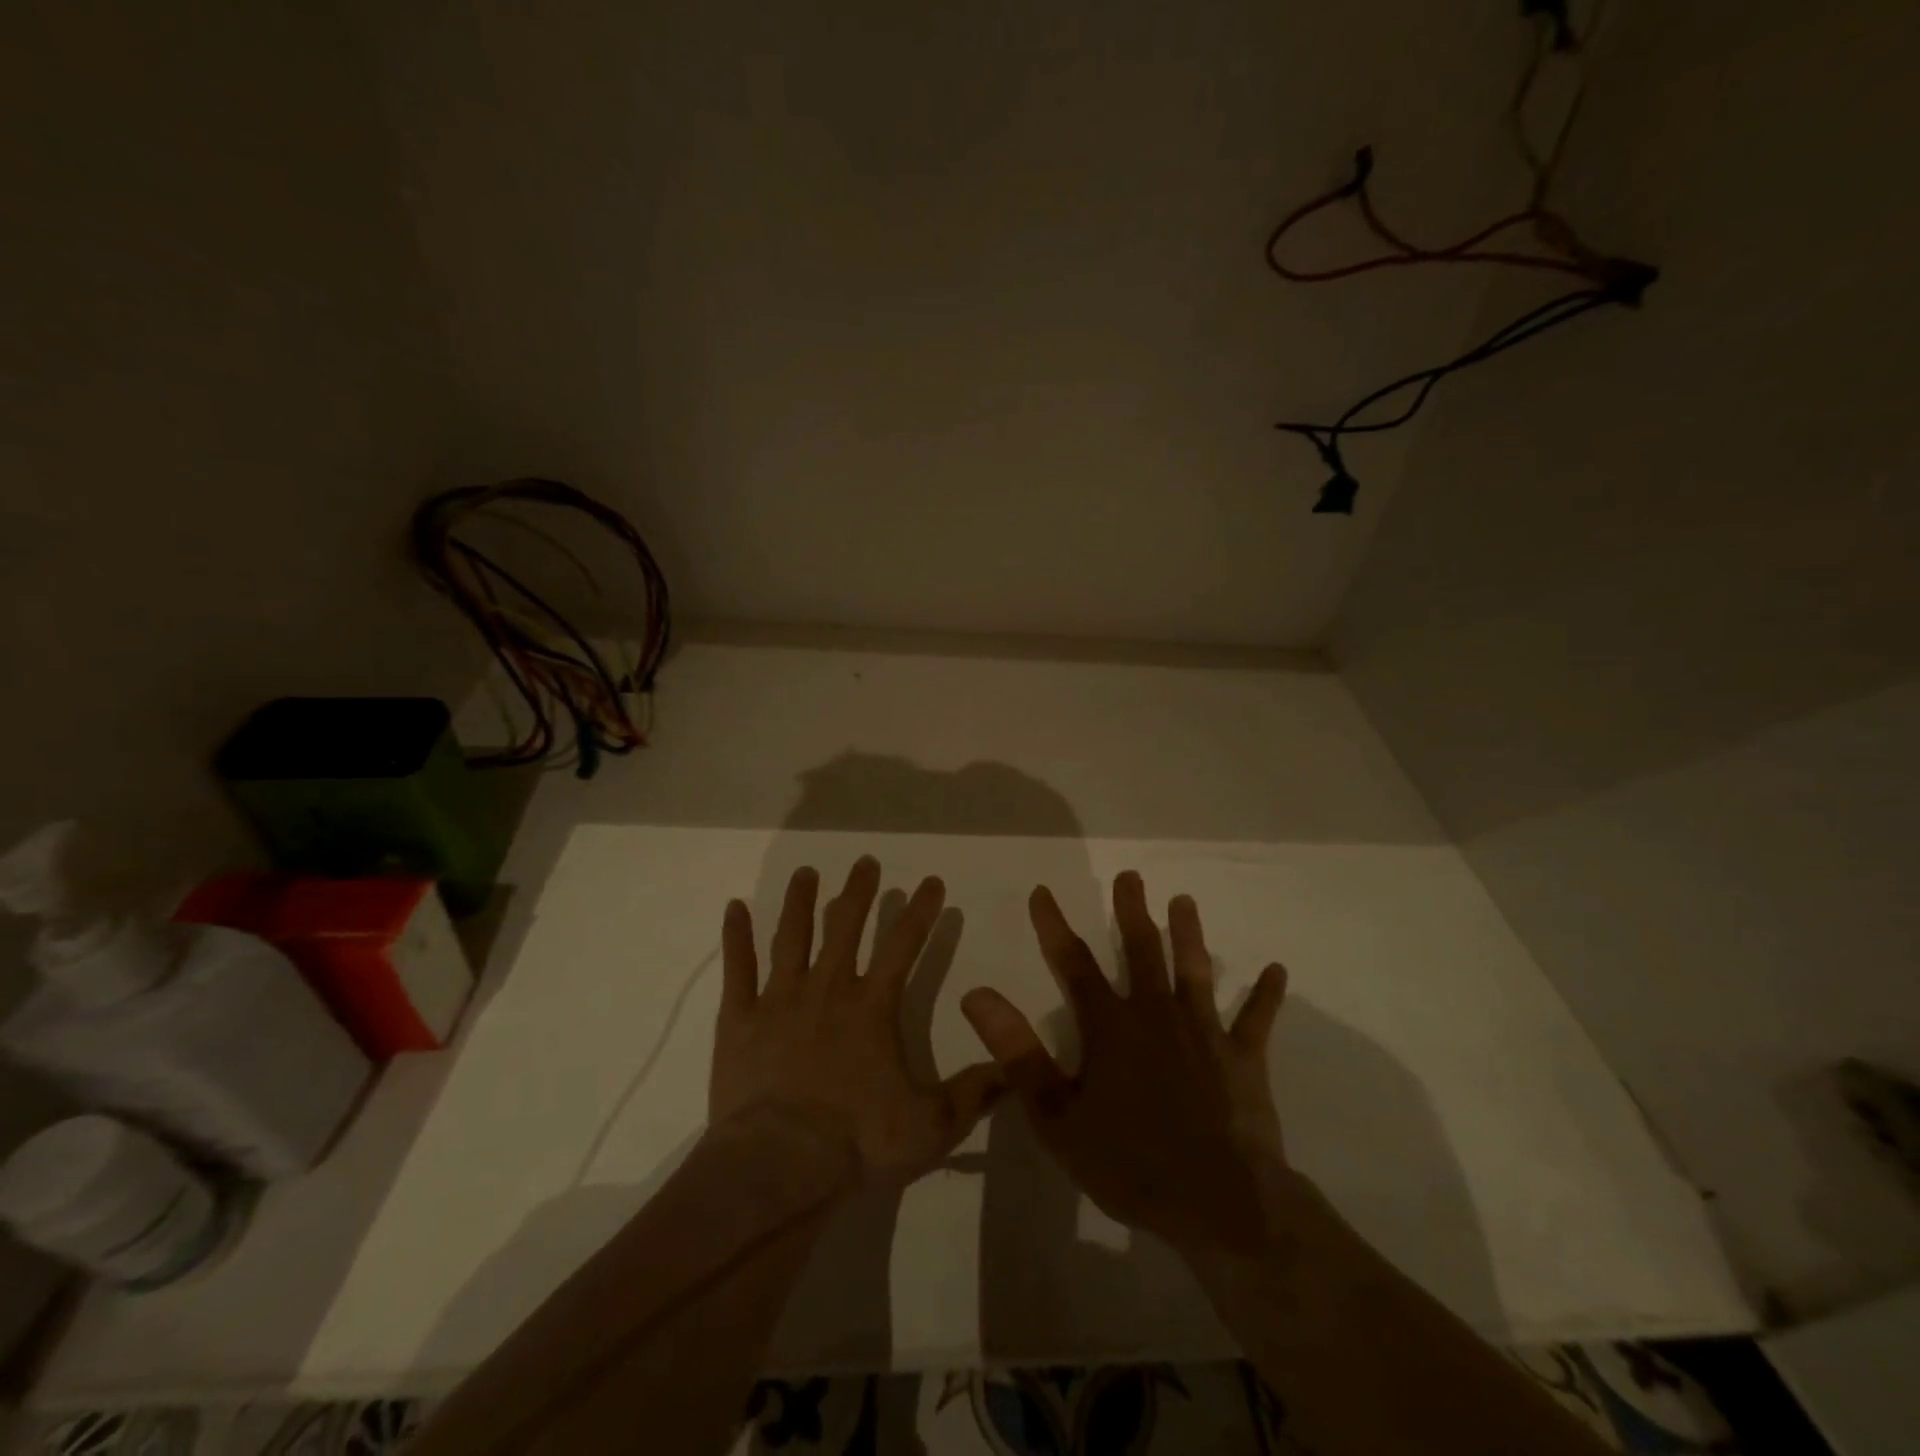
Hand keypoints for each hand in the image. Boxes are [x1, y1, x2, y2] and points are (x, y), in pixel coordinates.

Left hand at [712, 856, 1005, 1188]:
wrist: (778, 1165)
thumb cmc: (856, 1141)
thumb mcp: (930, 1124)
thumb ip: (974, 1093)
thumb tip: (1014, 1068)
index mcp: (872, 1006)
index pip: (903, 945)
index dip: (920, 911)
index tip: (930, 882)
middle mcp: (827, 989)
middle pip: (845, 926)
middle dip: (859, 892)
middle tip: (865, 862)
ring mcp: (779, 999)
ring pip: (792, 936)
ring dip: (801, 901)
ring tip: (806, 873)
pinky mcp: (740, 1018)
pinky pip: (738, 968)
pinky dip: (736, 936)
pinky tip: (734, 907)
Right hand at [961, 872, 1292, 1256]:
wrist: (1218, 1203)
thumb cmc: (1130, 1162)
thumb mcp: (1057, 1115)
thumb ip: (1017, 1052)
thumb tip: (976, 995)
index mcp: (1111, 1027)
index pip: (1073, 964)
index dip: (1054, 926)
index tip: (1042, 892)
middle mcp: (1157, 1014)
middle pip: (1141, 950)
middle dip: (1131, 911)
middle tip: (1129, 876)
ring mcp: (1204, 1032)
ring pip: (1194, 970)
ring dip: (1189, 934)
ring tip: (1185, 901)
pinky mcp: (1242, 1058)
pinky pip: (1256, 1020)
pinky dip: (1266, 996)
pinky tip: (1277, 970)